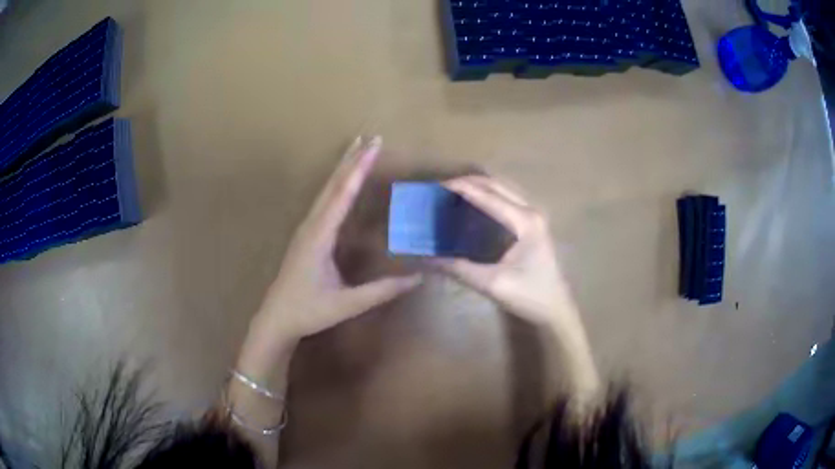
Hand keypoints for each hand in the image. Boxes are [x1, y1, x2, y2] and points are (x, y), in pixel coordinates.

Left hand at [251, 136, 421, 350]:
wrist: (276, 318)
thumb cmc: (309, 310)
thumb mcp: (348, 304)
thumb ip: (382, 291)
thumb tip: (418, 278)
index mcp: (319, 236)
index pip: (342, 196)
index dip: (358, 170)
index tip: (373, 147)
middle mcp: (311, 225)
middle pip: (332, 185)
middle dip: (351, 160)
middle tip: (370, 138)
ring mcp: (306, 228)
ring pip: (326, 190)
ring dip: (342, 168)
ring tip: (357, 149)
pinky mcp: (306, 235)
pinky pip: (323, 201)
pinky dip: (336, 184)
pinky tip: (341, 182)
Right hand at [433, 175, 577, 327]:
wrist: (556, 309)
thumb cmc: (529, 296)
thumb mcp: (492, 284)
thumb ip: (459, 268)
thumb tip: (428, 258)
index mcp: (525, 222)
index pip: (489, 196)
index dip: (463, 188)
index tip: (438, 186)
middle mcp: (531, 212)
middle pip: (498, 185)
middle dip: (470, 182)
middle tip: (443, 188)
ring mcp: (534, 217)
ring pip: (504, 189)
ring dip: (480, 187)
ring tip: (455, 192)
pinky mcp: (533, 225)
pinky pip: (508, 200)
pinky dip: (489, 196)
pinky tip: (474, 205)